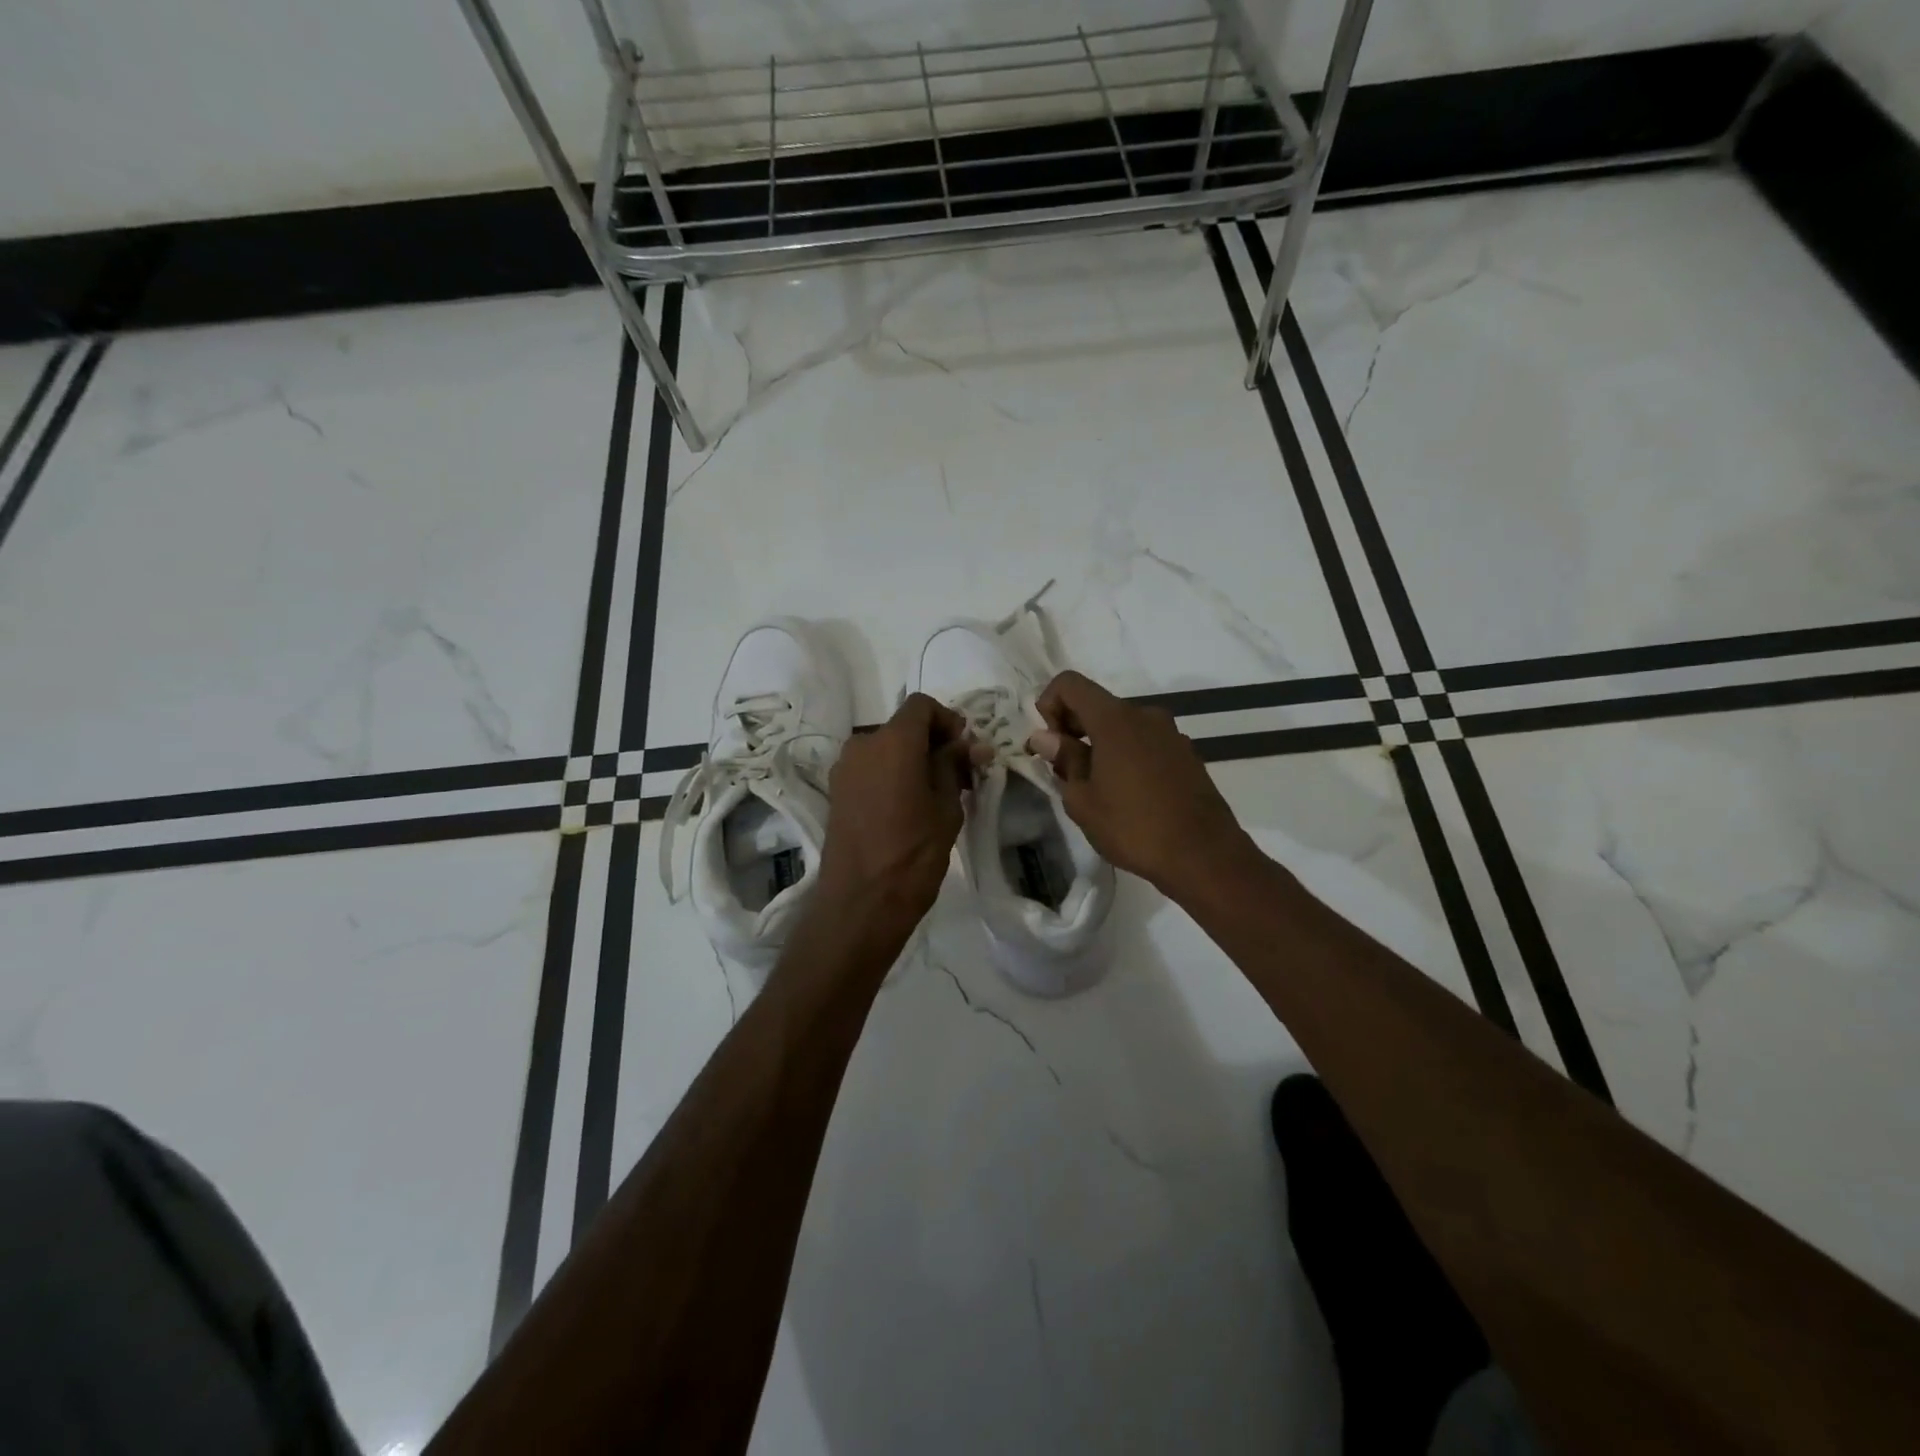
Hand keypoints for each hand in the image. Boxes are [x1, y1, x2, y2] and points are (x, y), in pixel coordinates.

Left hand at [815, 693, 977, 935]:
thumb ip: (954, 767)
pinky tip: (910, 806)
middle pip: (903, 727)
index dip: (948, 720)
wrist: (860, 904)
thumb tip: (967, 745)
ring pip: (886, 748)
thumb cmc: (913, 854)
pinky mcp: (836, 791)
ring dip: (913, 759)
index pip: (922, 705)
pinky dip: (893, 774)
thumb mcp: (947, 808)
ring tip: (937, 794)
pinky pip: (871, 768)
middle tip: (960, 775)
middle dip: (933, 742)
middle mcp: (862, 744)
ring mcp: (844, 768)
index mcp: (892, 741)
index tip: (966, 749)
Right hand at [1029, 670, 1256, 898]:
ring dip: (1099, 745)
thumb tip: (1045, 737)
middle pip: (1097, 704)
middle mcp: (1145, 715)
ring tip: (1095, 788)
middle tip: (1063, 771)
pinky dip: (1125, 755)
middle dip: (1072, 729)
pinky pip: (1144, 743)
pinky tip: (1126, 795)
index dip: (1049, 704)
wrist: (1204, 856)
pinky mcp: (1185, 754)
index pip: (1070, 684)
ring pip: (1121, 726)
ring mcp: (1170, 734)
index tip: (1049, 743)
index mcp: (1115, 719)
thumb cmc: (1134, 827)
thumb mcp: (1083, 800)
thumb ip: (1063, 760)